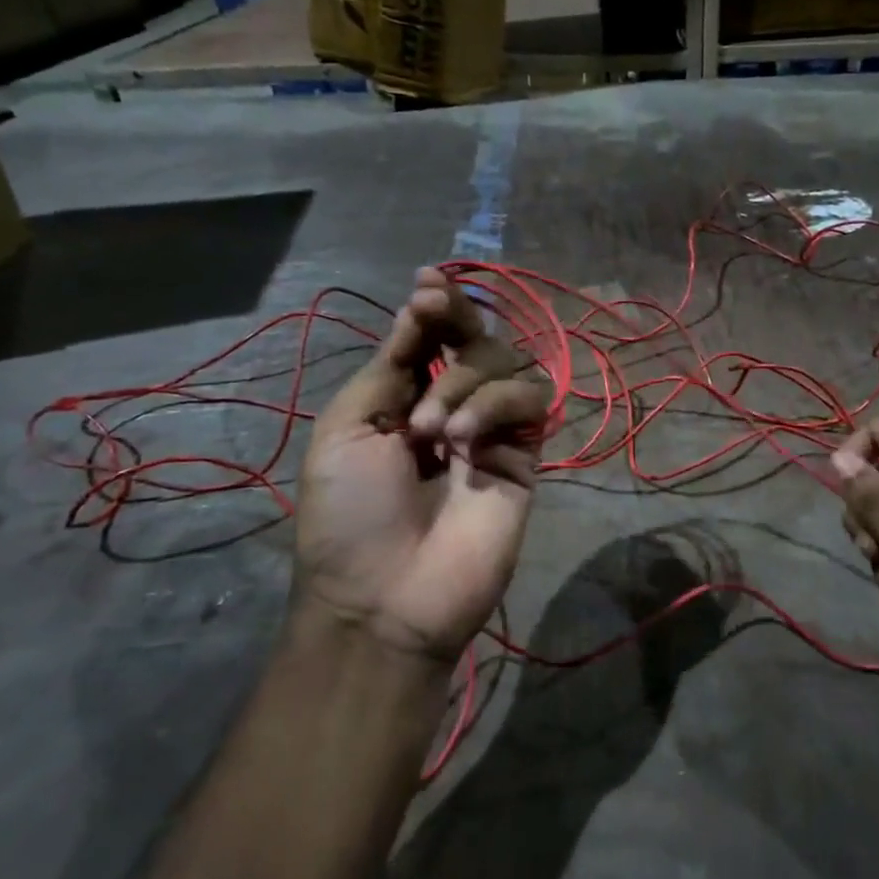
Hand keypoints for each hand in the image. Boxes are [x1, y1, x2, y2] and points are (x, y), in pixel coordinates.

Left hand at [294, 268, 548, 662]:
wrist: (385, 596)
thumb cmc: (349, 514)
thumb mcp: (348, 427)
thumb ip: (390, 365)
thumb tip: (417, 308)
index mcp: (403, 402)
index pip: (433, 339)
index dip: (436, 307)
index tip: (428, 281)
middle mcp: (452, 408)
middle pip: (476, 340)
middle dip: (455, 321)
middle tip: (434, 312)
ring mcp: (493, 431)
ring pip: (505, 364)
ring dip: (464, 379)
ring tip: (431, 429)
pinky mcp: (526, 454)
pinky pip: (530, 400)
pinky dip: (496, 403)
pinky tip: (464, 438)